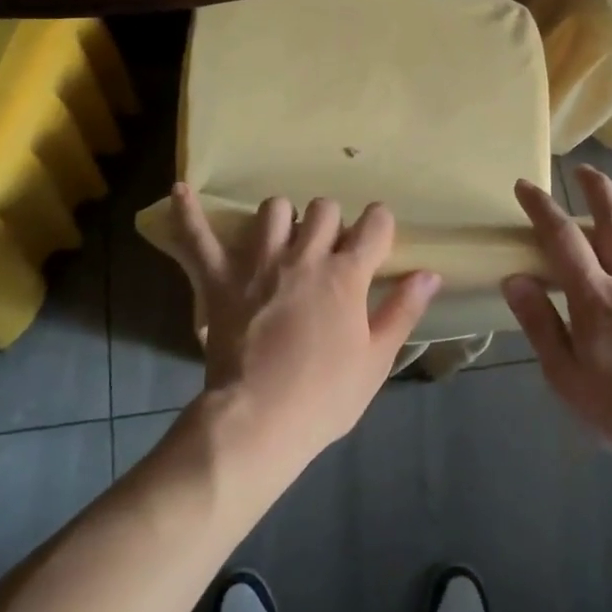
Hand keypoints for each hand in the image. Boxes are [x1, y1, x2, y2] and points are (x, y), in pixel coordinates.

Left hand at [170, 185, 441, 467]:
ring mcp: (258, 263)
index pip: (374, 224)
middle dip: (332, 222)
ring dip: (282, 219)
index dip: (379, 224)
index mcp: (346, 276)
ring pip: (273, 209)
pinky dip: (189, 214)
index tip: (377, 235)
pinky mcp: (220, 279)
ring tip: (283, 240)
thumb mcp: (376, 359)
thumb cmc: (324, 396)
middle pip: (323, 208)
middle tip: (329, 250)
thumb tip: (431, 273)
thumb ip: (403, 310)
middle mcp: (304, 256)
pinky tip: (180, 191)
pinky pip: (198, 238)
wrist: (259, 420)